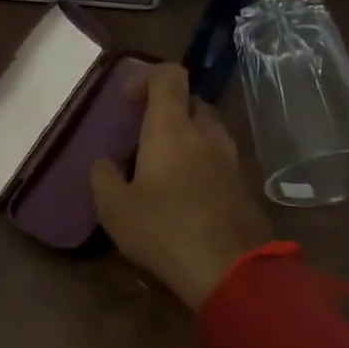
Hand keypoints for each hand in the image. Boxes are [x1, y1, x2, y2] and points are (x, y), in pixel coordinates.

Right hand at [89, 63, 274, 310]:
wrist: (232, 271)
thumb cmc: (166, 230)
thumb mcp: (115, 209)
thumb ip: (103, 178)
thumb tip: (104, 164)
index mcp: (172, 128)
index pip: (169, 76)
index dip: (147, 76)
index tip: (129, 100)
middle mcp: (206, 133)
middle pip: (191, 100)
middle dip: (167, 110)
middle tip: (143, 136)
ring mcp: (231, 158)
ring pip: (208, 130)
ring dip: (187, 137)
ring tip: (163, 167)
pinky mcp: (245, 184)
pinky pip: (220, 158)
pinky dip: (202, 162)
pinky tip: (185, 193)